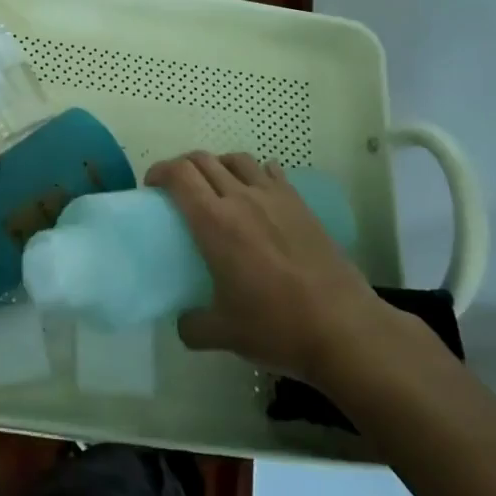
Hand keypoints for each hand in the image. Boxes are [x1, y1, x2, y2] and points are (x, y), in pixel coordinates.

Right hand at [146, 151, 387, 383]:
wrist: (344, 328)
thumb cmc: (277, 328)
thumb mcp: (224, 335)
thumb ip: (193, 325)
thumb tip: (183, 321)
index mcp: (214, 222)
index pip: (179, 175)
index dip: (160, 172)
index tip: (152, 186)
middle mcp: (240, 198)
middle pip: (203, 160)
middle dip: (183, 166)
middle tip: (176, 188)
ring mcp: (273, 197)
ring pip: (236, 159)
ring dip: (217, 164)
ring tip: (215, 186)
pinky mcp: (299, 204)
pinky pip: (269, 171)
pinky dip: (253, 173)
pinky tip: (256, 193)